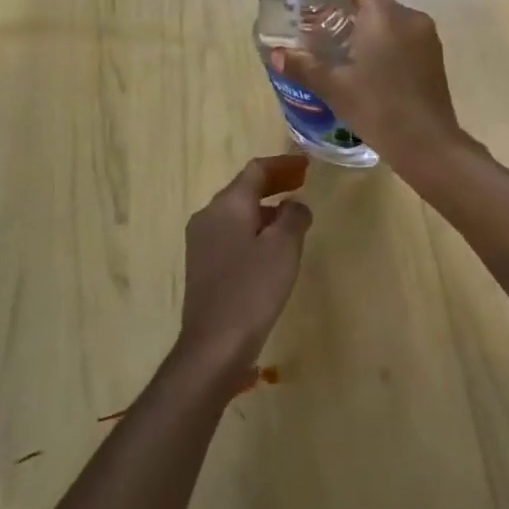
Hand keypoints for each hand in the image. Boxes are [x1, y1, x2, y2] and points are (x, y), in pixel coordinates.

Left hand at [179, 155, 312, 372]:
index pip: (257, 170)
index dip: (284, 164)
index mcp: (227, 204)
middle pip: (244, 188)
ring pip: (237, 211)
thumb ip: (294, 216)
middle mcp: (208, 215)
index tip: (307, 165)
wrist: (214, 345)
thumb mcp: (284, 247)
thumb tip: (294, 204)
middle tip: (303, 183)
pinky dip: (254, 227)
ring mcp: (201, 241)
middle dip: (275, 183)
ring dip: (265, 207)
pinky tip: (271, 245)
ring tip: (292, 215)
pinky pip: (231, 232)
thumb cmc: (253, 289)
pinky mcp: (202, 264)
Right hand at [274, 0, 466, 163]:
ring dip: (365, 26)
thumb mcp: (335, 88)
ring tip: (341, 53)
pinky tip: (368, 70)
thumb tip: (277, 55)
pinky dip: (383, 41)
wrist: (429, 144)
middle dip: (346, 7)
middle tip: (320, 29)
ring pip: (389, 18)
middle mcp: (410, 17)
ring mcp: (426, 36)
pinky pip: (404, 35)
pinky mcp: (434, 55)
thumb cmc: (379, 109)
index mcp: (385, 15)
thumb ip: (305, 66)